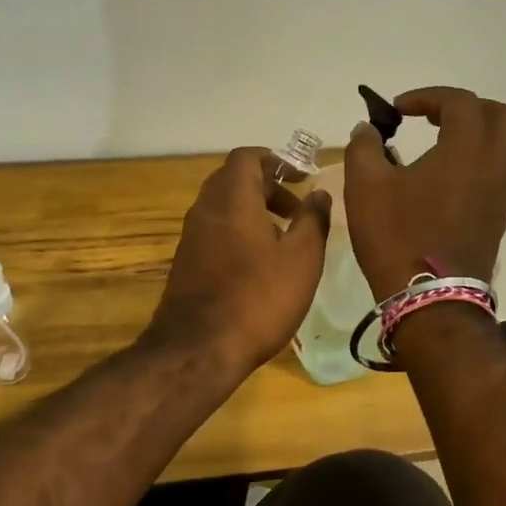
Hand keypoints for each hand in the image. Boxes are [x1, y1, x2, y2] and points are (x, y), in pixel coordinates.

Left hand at [148, 147, 331, 377]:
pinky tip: (260, 263)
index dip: (275, 160)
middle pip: (233, 180)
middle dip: (266, 186)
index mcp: (232, 198)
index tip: (300, 177)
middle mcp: (205, 209)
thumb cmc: (258, 298)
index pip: (247, 157)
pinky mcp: (186, 262)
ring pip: (223, 207)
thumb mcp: (302, 258)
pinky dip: (238, 231)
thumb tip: (319, 194)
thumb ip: (313, 220)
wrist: (199, 348)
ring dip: (253, 211)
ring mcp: (191, 236)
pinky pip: (215, 230)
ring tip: (284, 237)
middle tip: (297, 208)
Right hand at [344, 86, 505, 299]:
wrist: (429, 297)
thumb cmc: (396, 235)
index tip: (397, 109)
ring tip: (450, 142)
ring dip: (485, 132)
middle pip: (501, 116)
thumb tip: (366, 129)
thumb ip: (364, 147)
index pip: (459, 102)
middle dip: (467, 108)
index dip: (427, 96)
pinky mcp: (502, 214)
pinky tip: (457, 175)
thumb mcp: (365, 186)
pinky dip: (488, 159)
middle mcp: (496, 163)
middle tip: (433, 118)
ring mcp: (504, 191)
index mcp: (465, 148)